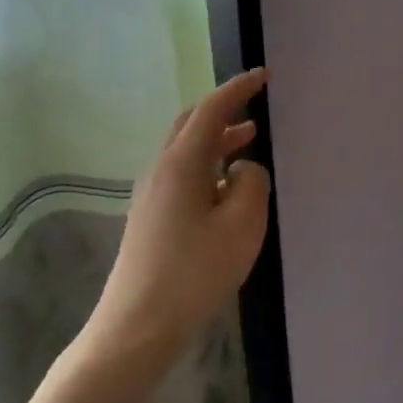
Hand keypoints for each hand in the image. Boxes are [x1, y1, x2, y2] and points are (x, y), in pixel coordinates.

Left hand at [84, 69, 272, 362]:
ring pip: (185, 149)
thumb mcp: (241, 224)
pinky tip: (226, 186)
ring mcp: (150, 194)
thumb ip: (252, 183)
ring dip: (217, 138)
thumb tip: (243, 167)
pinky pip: (182, 173)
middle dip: (223, 109)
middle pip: (191, 124)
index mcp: (182, 163)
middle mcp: (160, 170)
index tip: (264, 75)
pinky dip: (208, 163)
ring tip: (249, 141)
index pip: (212, 109)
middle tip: (255, 104)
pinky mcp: (150, 217)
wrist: (137, 327)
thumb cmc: (195, 272)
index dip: (239, 88)